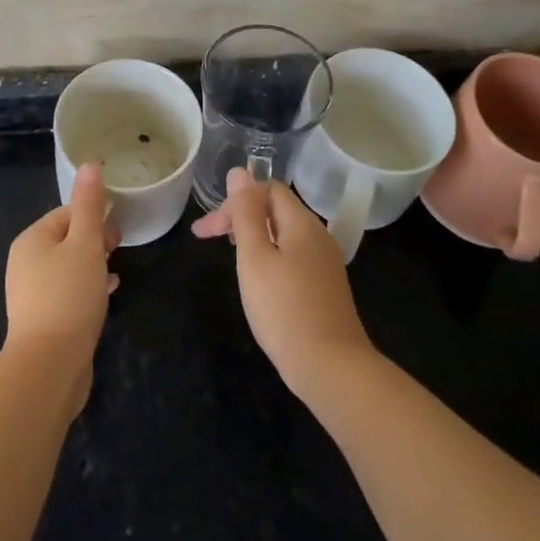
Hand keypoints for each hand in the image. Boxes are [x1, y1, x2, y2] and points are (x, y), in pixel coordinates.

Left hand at [3, 162, 120, 415]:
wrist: (49, 366)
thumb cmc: (68, 296)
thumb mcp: (85, 244)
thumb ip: (89, 205)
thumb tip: (89, 165)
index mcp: (31, 240)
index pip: (66, 214)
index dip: (94, 217)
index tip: (116, 232)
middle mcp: (26, 263)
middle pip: (67, 239)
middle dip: (95, 240)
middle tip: (117, 250)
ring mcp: (33, 293)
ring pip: (69, 266)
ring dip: (94, 264)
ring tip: (115, 271)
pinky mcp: (44, 319)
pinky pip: (69, 292)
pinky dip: (88, 287)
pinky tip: (108, 293)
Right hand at [192, 167, 375, 400]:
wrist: (331, 368)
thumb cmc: (284, 309)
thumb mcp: (255, 257)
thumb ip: (246, 213)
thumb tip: (239, 172)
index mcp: (301, 222)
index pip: (267, 188)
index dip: (235, 200)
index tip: (208, 229)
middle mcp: (318, 235)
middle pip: (275, 209)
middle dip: (240, 217)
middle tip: (208, 239)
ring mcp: (325, 262)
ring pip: (284, 233)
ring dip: (253, 236)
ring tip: (231, 256)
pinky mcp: (326, 285)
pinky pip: (293, 255)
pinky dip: (270, 256)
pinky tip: (259, 279)